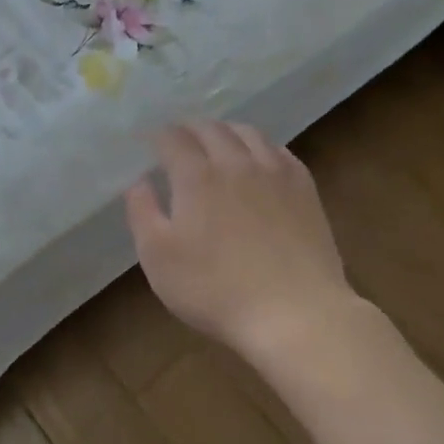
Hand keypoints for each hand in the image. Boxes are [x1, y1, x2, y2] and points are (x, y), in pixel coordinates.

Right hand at [124, 121, 354, 357]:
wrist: (296, 314)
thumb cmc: (215, 289)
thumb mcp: (158, 257)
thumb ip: (142, 212)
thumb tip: (139, 181)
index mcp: (196, 175)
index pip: (173, 138)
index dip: (157, 137)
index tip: (149, 144)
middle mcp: (235, 162)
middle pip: (210, 128)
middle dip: (189, 129)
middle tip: (178, 140)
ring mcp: (275, 173)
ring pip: (248, 133)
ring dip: (225, 131)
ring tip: (216, 142)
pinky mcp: (305, 189)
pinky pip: (280, 151)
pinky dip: (260, 147)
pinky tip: (258, 161)